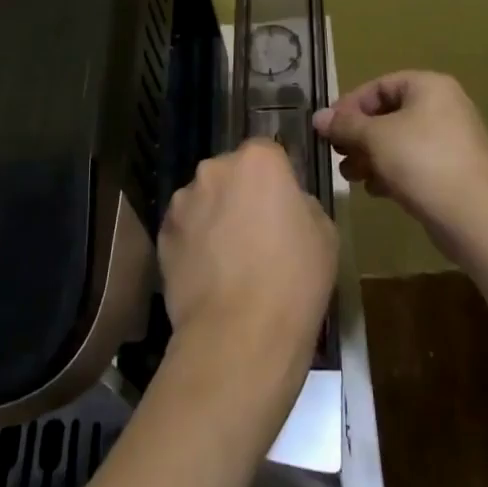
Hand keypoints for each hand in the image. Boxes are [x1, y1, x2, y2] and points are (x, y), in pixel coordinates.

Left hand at [159, 139, 337, 383]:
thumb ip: (302, 204)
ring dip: (215, 216)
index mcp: (258, 161)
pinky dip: (195, 242)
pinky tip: (209, 274)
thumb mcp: (325, 234)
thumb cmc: (294, 279)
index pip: (268, 152)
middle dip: (241, 193)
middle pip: (231, 172)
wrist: (240, 334)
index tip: (283, 205)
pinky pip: (185, 228)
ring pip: (204, 199)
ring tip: (229, 258)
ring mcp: (183, 201)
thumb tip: (286, 205)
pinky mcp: (162, 234)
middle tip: (257, 232)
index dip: (276, 178)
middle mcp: (214, 169)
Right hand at [314, 71, 487, 260]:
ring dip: (370, 156)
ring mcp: (451, 140)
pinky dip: (392, 172)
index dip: (350, 105)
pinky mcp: (453, 170)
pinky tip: (376, 190)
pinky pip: (414, 163)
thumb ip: (345, 125)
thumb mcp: (375, 137)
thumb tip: (319, 117)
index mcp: (429, 87)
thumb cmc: (421, 160)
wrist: (474, 214)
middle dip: (358, 136)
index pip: (379, 86)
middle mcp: (443, 107)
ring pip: (399, 141)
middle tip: (338, 155)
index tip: (328, 129)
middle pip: (388, 114)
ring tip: (352, 177)